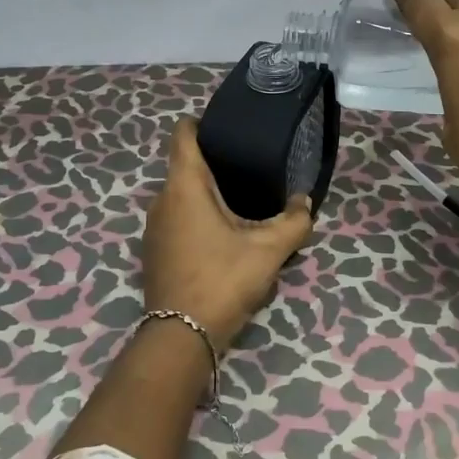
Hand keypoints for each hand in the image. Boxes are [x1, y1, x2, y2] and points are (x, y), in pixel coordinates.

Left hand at [141, 118, 314, 341]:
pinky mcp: (155, 250)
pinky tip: (222, 231)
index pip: (182, 134)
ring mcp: (154, 227)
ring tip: (241, 197)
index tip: (228, 126)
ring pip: (180, 194)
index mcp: (185, 185)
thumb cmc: (223, 279)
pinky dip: (196, 215)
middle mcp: (162, 199)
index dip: (202, 122)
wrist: (181, 335)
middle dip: (214, 160)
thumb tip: (304, 202)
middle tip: (249, 164)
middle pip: (184, 164)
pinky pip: (176, 217)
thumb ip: (293, 221)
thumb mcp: (269, 249)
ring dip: (206, 191)